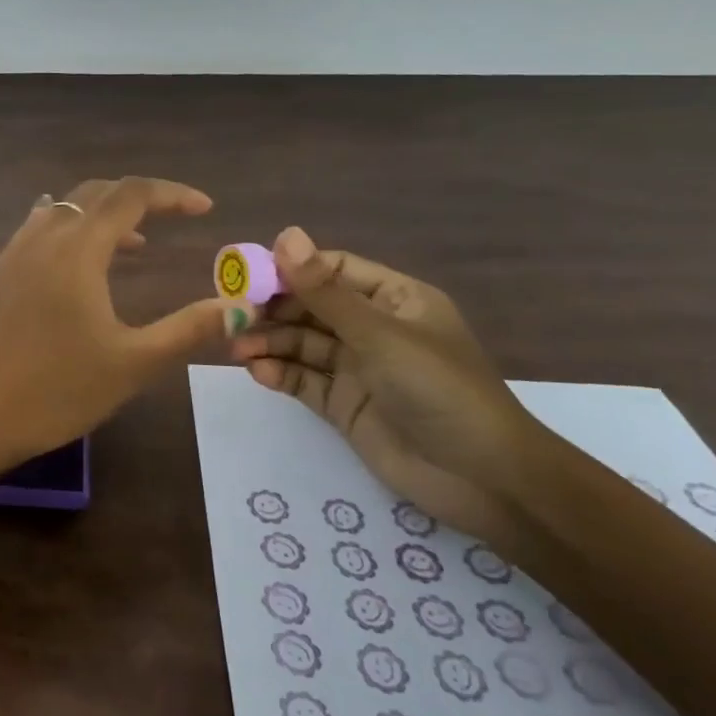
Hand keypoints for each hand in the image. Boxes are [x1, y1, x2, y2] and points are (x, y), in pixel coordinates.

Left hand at [0, 178, 229, 486]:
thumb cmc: (53, 393)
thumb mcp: (132, 365)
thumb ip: (187, 330)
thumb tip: (236, 306)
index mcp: (76, 249)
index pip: (130, 194)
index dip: (172, 194)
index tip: (205, 208)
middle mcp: (40, 239)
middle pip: (93, 194)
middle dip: (137, 199)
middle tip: (170, 219)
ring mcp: (9, 256)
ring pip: (61, 212)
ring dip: (100, 218)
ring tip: (130, 247)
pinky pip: (36, 234)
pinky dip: (68, 235)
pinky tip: (74, 271)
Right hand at [228, 227, 552, 542]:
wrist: (484, 480)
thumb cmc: (438, 390)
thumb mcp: (379, 334)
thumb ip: (324, 290)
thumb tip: (285, 234)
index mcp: (394, 299)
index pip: (332, 271)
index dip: (290, 270)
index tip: (247, 277)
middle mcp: (374, 329)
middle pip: (311, 308)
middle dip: (272, 311)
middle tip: (231, 318)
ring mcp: (359, 368)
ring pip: (303, 344)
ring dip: (270, 343)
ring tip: (237, 350)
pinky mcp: (346, 405)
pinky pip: (305, 381)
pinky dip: (280, 374)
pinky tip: (258, 373)